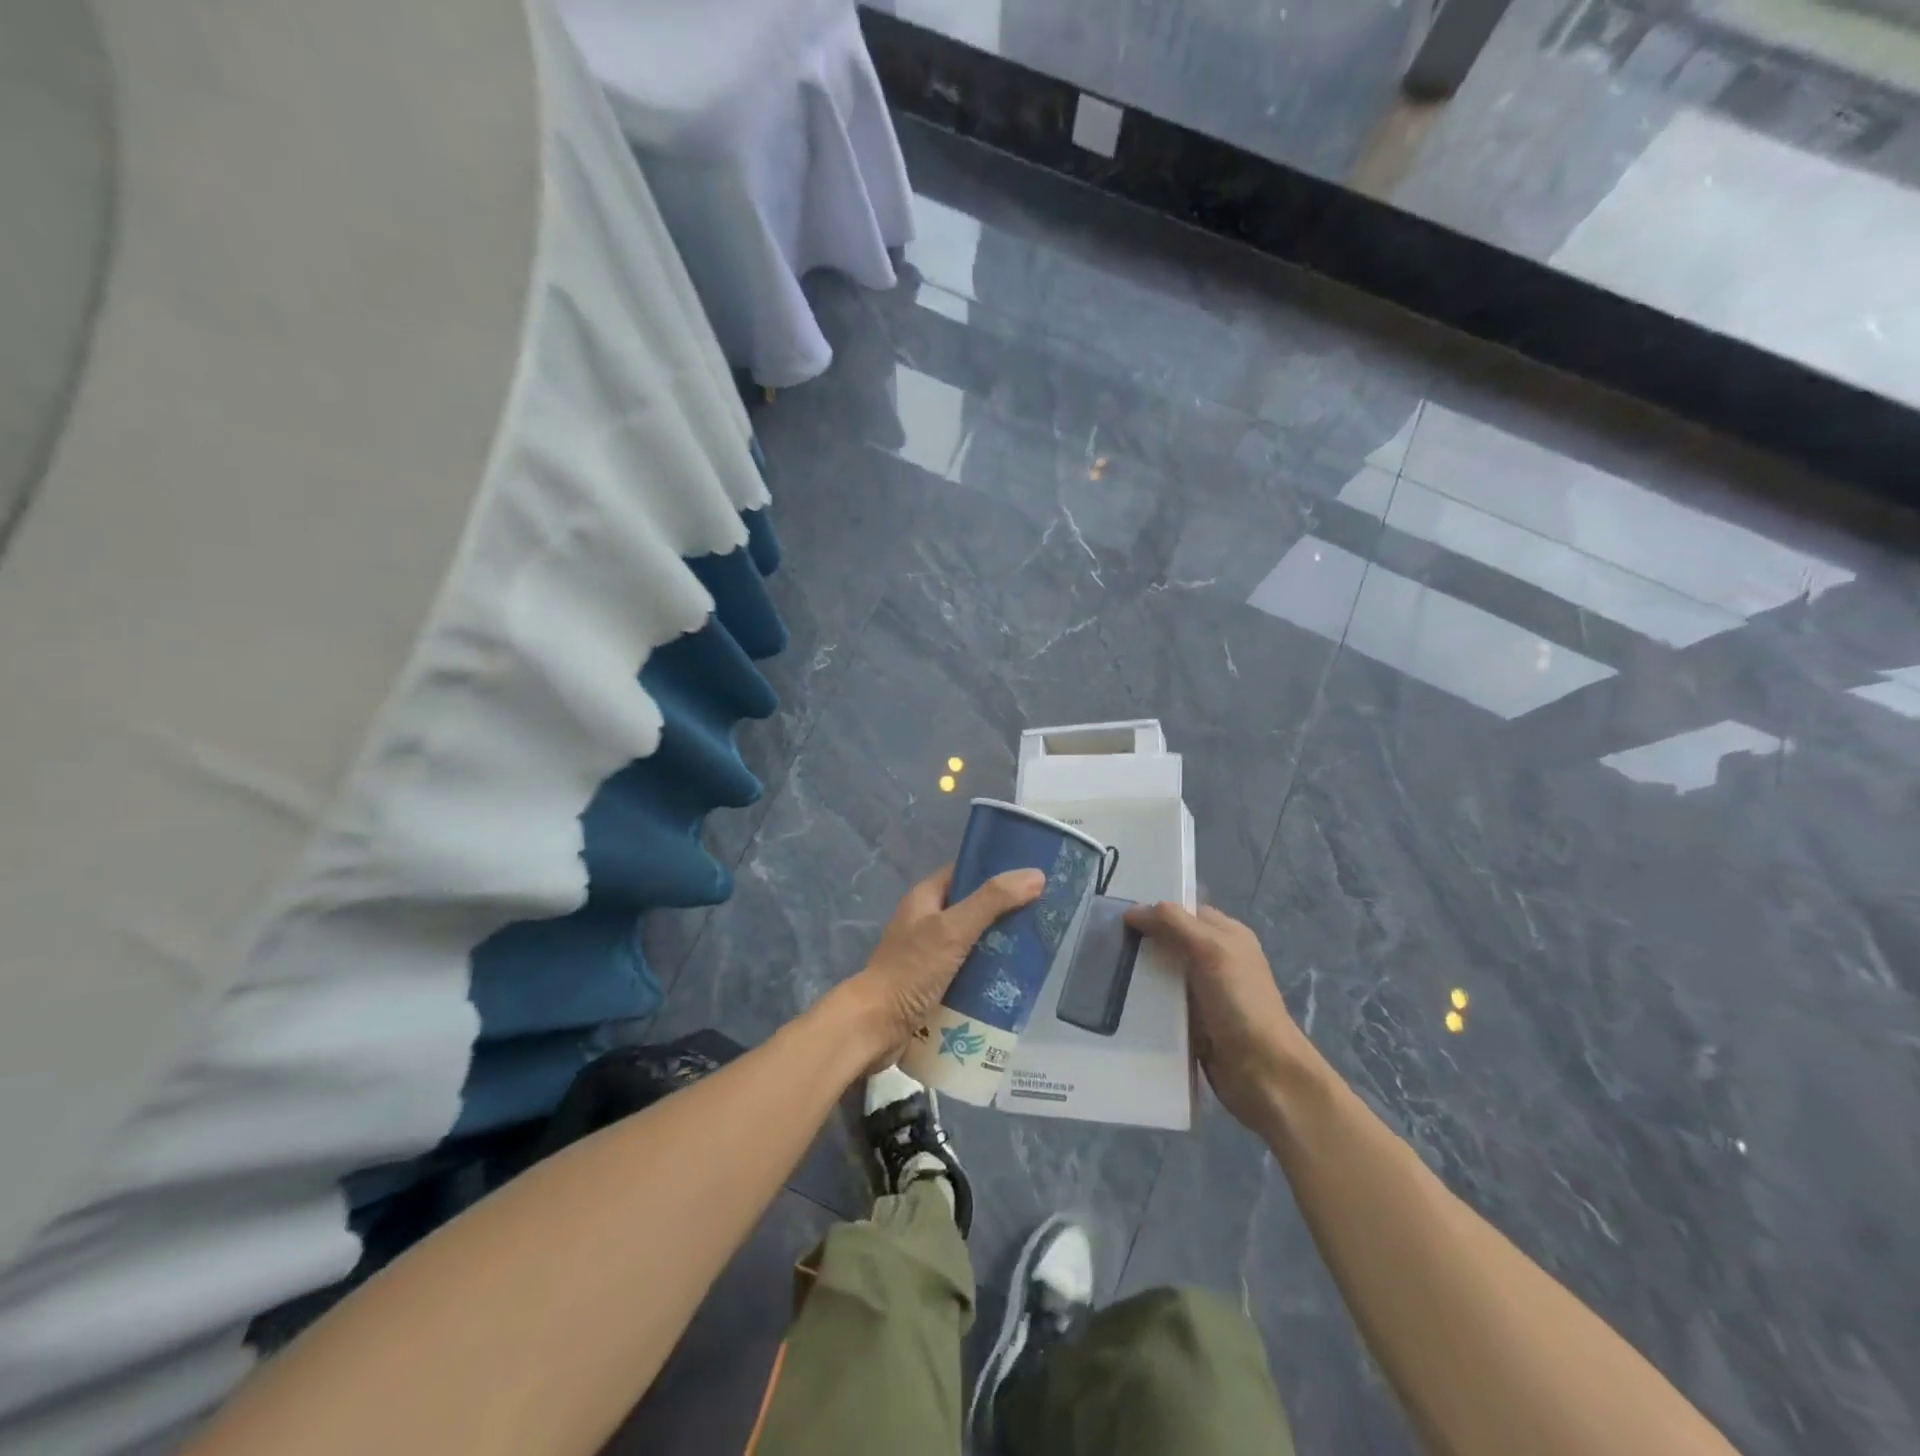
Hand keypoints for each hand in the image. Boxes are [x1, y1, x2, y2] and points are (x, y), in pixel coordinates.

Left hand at [834, 864, 1045, 1072]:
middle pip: (972, 908)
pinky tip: (1014, 980)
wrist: (876, 1025)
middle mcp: (926, 921)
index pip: (965, 873)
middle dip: (1003, 912)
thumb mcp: (954, 929)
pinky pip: (968, 970)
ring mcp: (929, 954)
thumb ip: (992, 901)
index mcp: (925, 898)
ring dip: (999, 945)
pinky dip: (988, 973)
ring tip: (1036, 948)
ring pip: (972, 942)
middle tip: (1041, 915)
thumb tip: (1036, 875)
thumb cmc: (912, 969)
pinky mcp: (934, 984)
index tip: (1031, 876)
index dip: (995, 870)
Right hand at [1124, 902, 1322, 1128]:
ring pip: (1164, 975)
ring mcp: (1206, 994)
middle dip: (1142, 944)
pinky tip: (1121, 1004)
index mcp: (1228, 935)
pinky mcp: (1194, 1024)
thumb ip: (1174, 923)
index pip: (1185, 911)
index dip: (1155, 911)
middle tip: (1104, 946)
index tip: (1119, 918)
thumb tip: (1132, 911)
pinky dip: (1146, 1005)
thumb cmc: (1240, 1003)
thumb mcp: (1210, 950)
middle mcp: (1217, 960)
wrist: (1264, 1074)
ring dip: (1140, 976)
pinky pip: (1164, 1006)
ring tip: (1103, 975)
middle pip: (1171, 942)